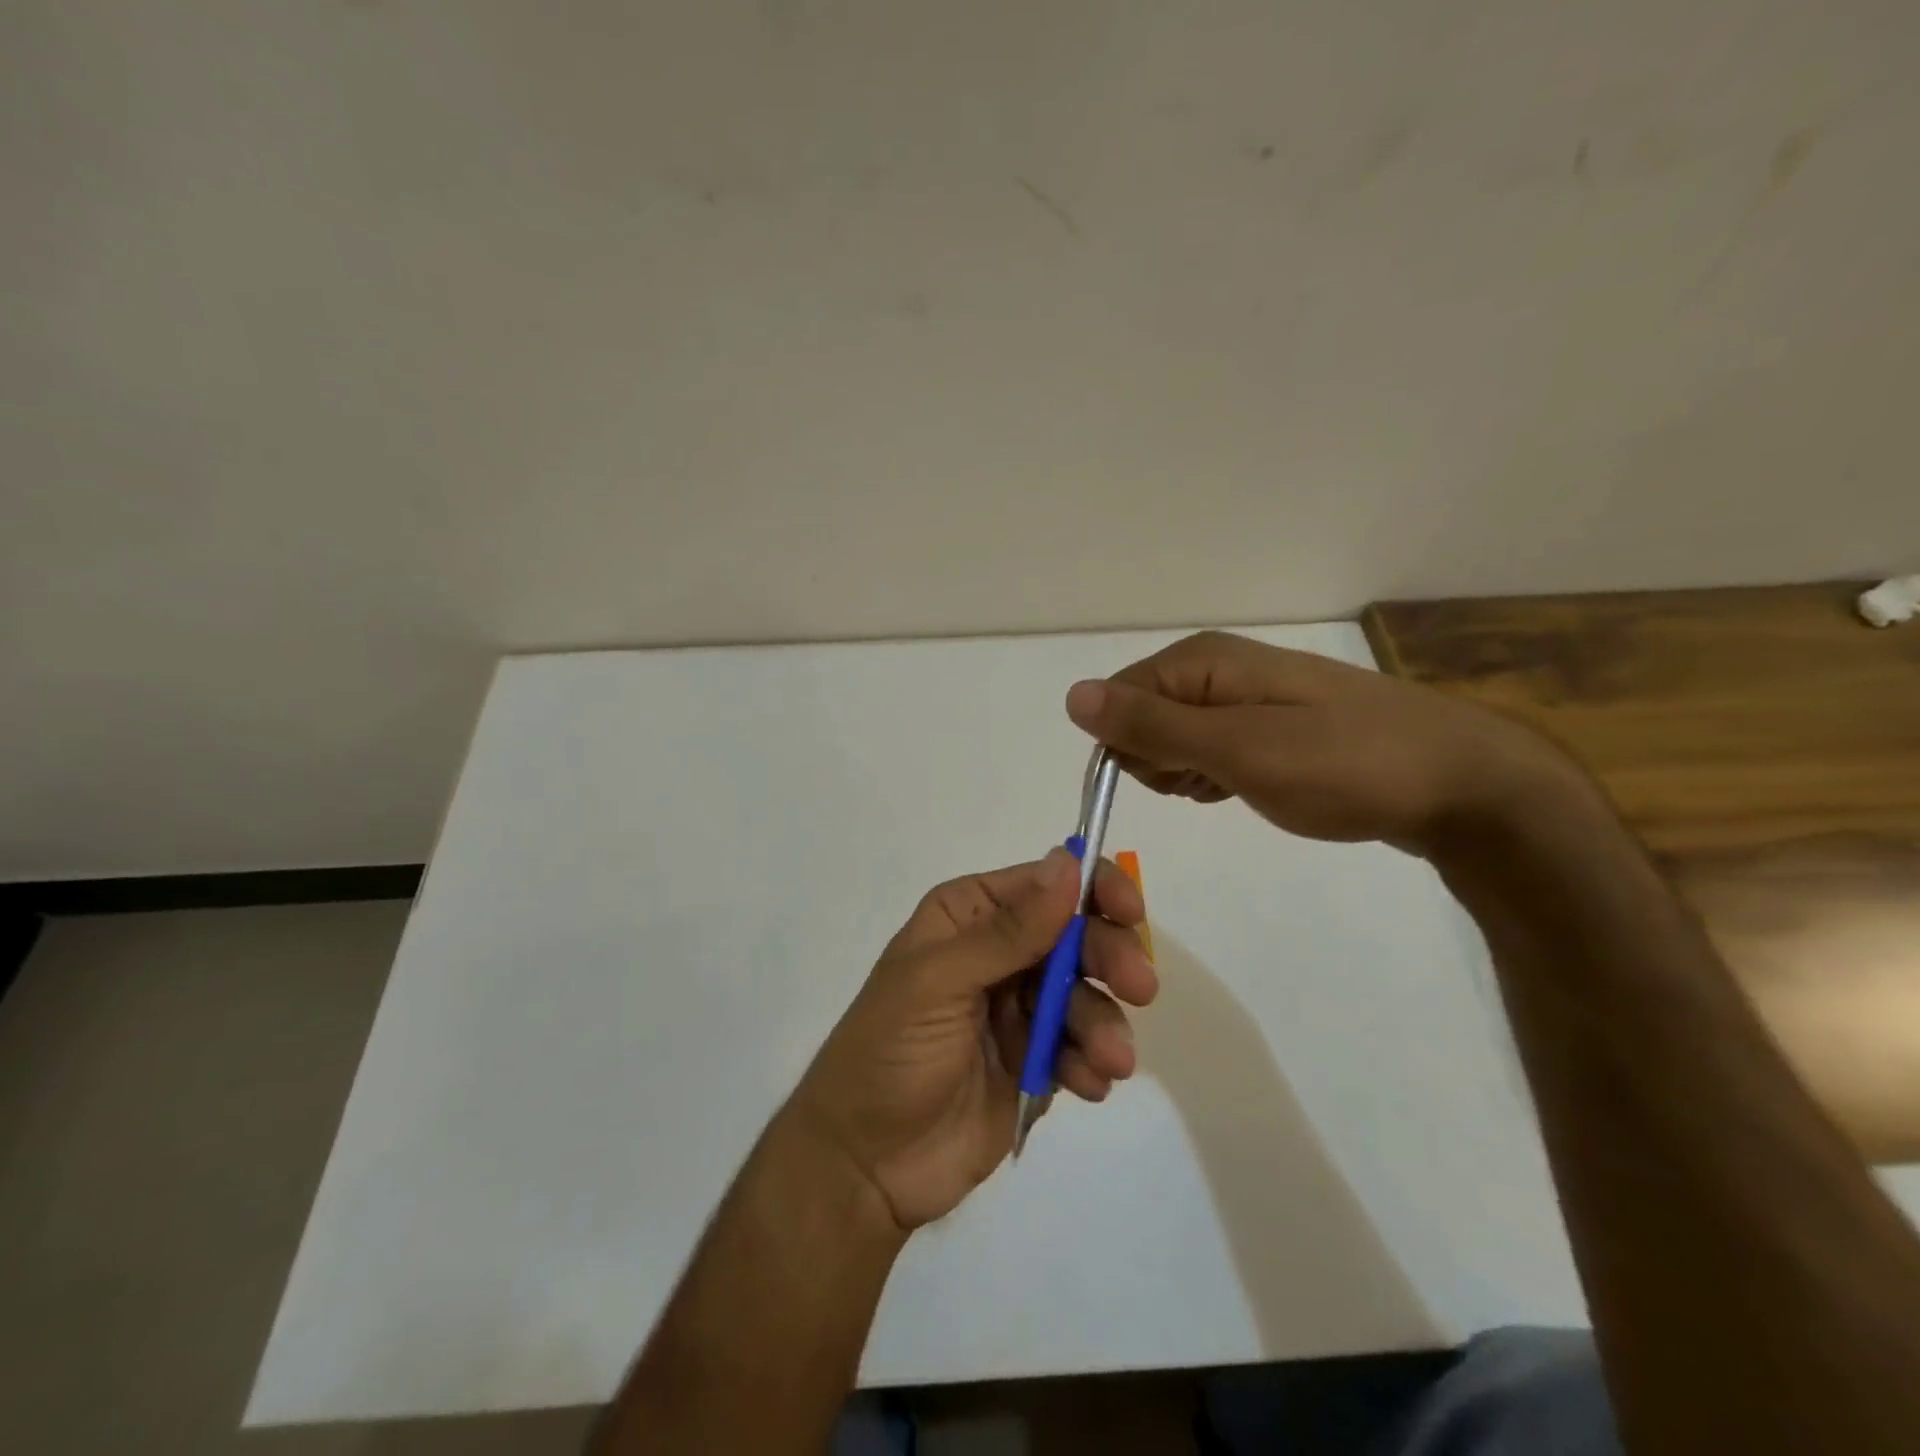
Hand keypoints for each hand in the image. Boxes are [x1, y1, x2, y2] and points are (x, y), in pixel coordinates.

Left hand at [787, 849, 1156, 1230]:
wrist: (865, 1165)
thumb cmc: (890, 1053)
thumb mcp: (940, 981)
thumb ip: (1009, 930)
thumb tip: (1067, 862)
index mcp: (969, 917)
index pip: (1044, 884)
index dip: (1092, 889)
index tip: (1130, 913)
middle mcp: (998, 953)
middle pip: (1076, 937)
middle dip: (1109, 960)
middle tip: (1140, 988)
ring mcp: (1018, 1009)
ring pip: (1085, 996)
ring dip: (1105, 1023)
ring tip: (1109, 1061)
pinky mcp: (1034, 1061)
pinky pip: (1080, 1048)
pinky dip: (1092, 1062)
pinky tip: (1087, 1084)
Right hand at [1063, 630, 1583, 855]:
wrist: (1460, 786)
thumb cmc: (1345, 766)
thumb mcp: (1238, 749)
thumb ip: (1152, 724)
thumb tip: (1072, 696)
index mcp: (1202, 663)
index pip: (1116, 701)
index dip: (1126, 747)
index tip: (1169, 780)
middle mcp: (1217, 670)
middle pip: (1141, 718)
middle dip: (1160, 762)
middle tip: (1213, 781)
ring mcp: (1246, 697)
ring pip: (1173, 740)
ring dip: (1187, 773)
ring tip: (1238, 786)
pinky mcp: (1269, 726)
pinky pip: (1209, 751)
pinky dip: (1214, 777)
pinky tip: (1245, 788)